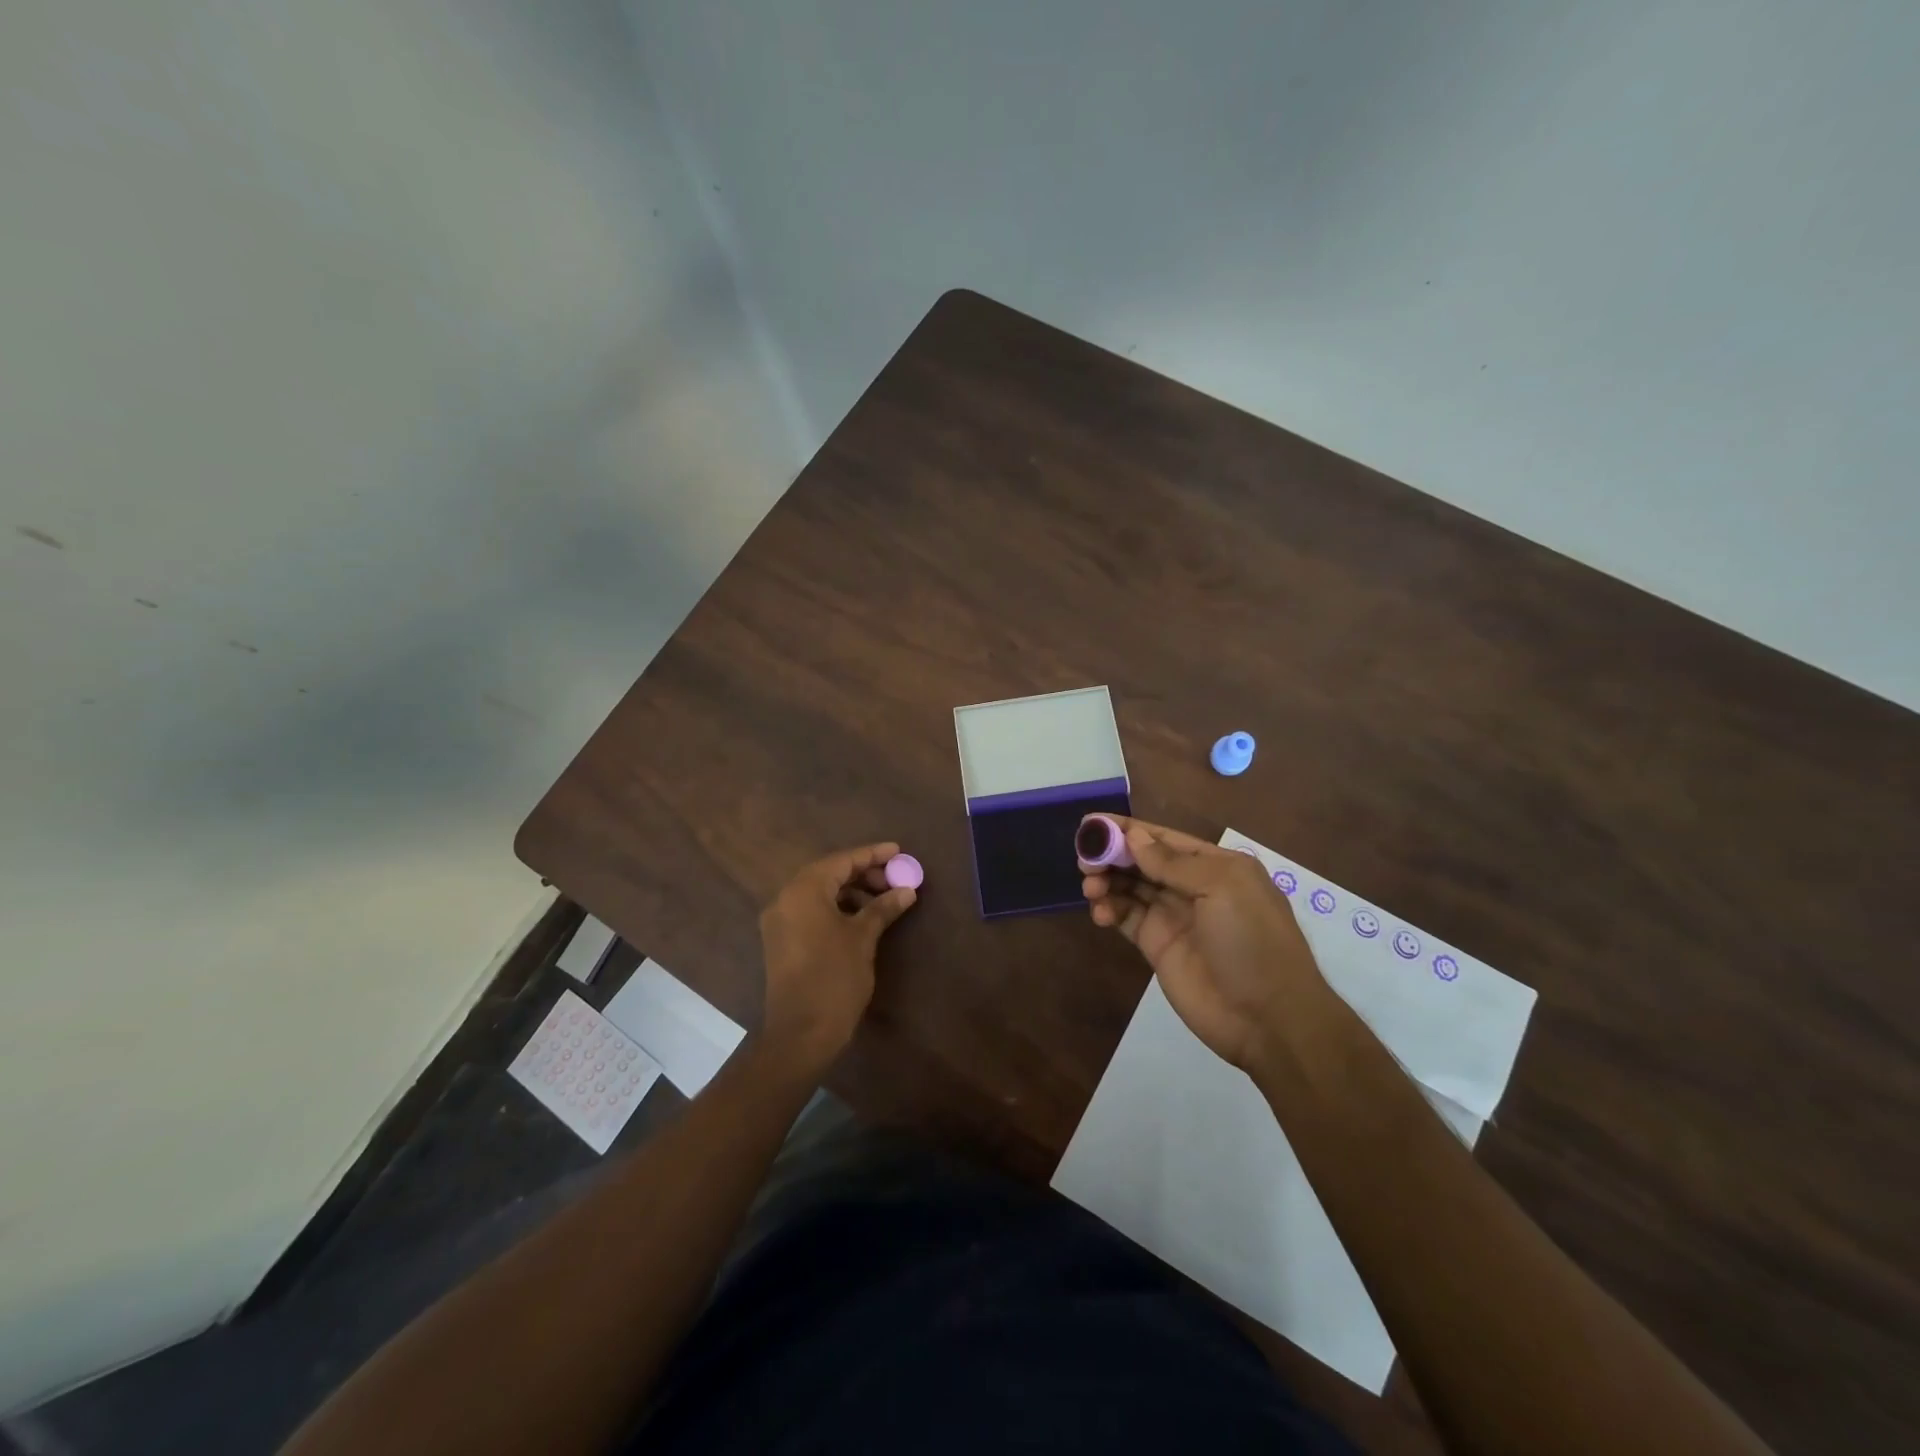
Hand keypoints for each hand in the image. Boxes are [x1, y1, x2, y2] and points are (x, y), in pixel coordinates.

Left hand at [758, 842, 917, 1077]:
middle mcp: (785, 899)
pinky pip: (810, 911)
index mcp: (803, 891)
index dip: (872, 855)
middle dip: (863, 873)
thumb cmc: (834, 978)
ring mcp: (779, 921)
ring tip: (882, 900)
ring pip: (819, 893)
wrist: (801, 1034)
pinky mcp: (781, 941)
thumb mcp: (863, 938)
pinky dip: (836, 908)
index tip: (898, 851)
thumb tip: (906, 891)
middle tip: (894, 880)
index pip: (842, 861)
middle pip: (828, 874)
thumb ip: (883, 908)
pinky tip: (861, 919)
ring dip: (850, 891)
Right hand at [1082, 817, 1329, 1072]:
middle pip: (1141, 860)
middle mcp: (1192, 886)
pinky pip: (1126, 917)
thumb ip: (1173, 862)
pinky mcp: (1156, 946)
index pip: (1163, 838)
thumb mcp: (1222, 888)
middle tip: (1084, 858)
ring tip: (1090, 886)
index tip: (1090, 822)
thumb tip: (1133, 836)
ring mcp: (1173, 917)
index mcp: (1215, 865)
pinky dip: (1108, 909)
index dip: (1127, 829)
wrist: (1268, 1019)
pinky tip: (1100, 912)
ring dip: (1106, 880)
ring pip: (1129, 887)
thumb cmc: (1252, 941)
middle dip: (1111, 854)